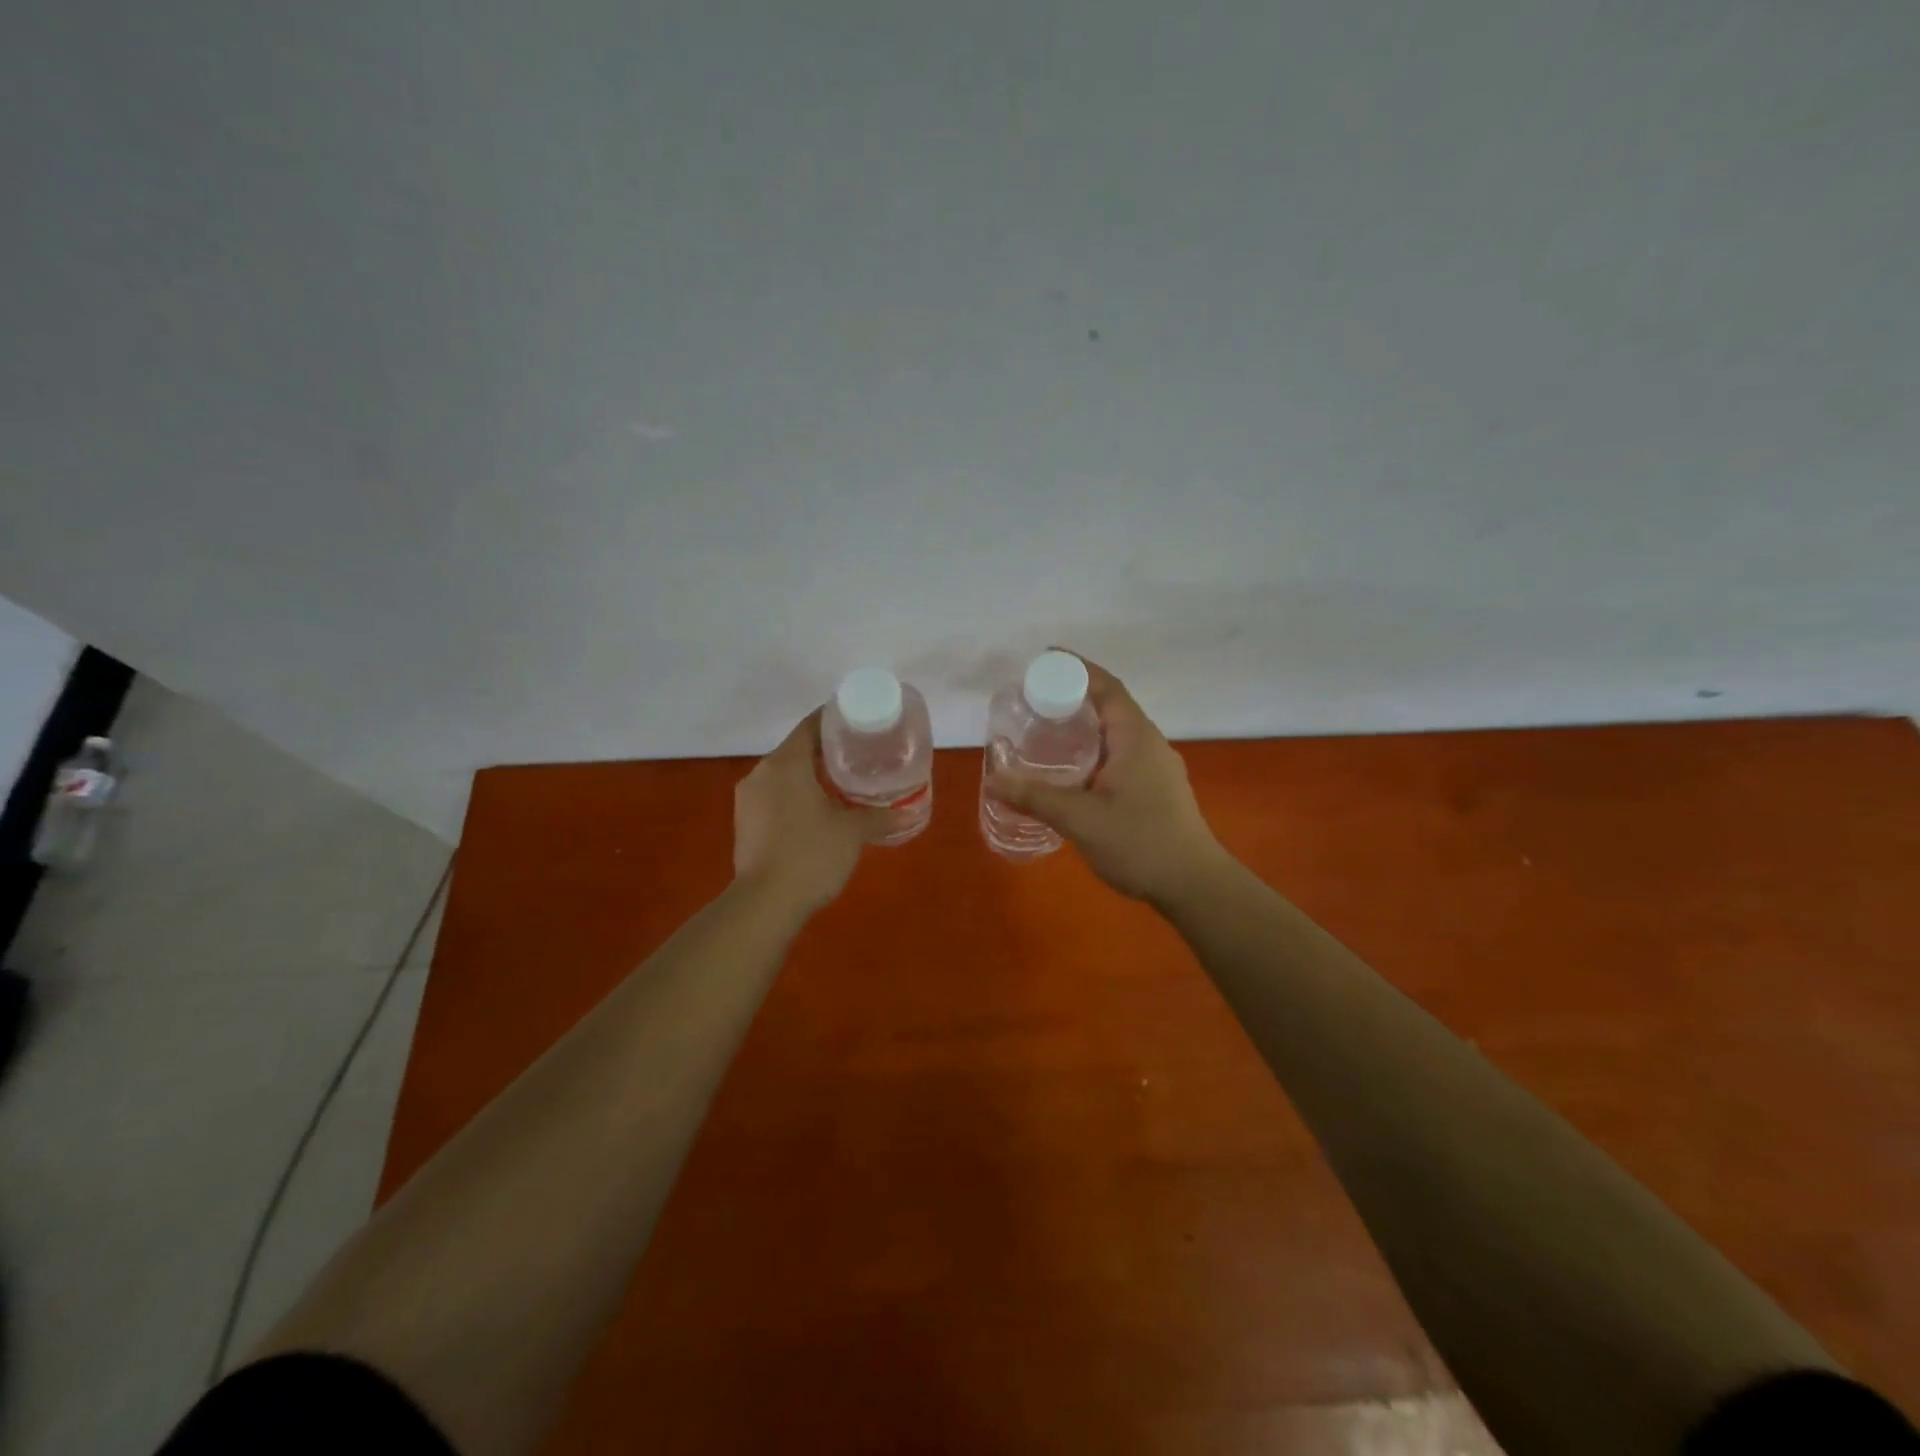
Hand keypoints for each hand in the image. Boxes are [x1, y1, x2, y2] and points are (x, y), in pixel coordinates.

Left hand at [734, 708, 891, 916]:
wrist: (765, 904)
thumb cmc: (811, 854)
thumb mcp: (852, 832)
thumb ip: (880, 816)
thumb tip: (910, 814)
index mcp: (785, 763)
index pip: (811, 725)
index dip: (836, 720)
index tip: (860, 723)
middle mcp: (761, 773)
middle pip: (798, 749)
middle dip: (828, 751)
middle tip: (861, 756)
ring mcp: (749, 799)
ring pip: (785, 774)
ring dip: (811, 776)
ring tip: (844, 784)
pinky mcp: (745, 823)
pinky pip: (775, 796)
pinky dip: (797, 796)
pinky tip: (819, 811)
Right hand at [989, 653, 1226, 902]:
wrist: (1194, 885)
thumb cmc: (1140, 843)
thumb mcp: (1080, 819)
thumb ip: (1035, 797)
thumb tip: (994, 778)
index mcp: (1135, 737)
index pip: (1106, 687)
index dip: (1076, 668)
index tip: (1044, 659)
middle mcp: (1149, 743)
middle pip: (1110, 706)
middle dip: (1073, 697)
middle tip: (1033, 701)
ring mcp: (1156, 767)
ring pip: (1115, 733)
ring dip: (1083, 726)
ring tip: (1046, 732)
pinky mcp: (1156, 789)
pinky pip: (1120, 754)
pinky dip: (1093, 750)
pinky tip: (1071, 772)